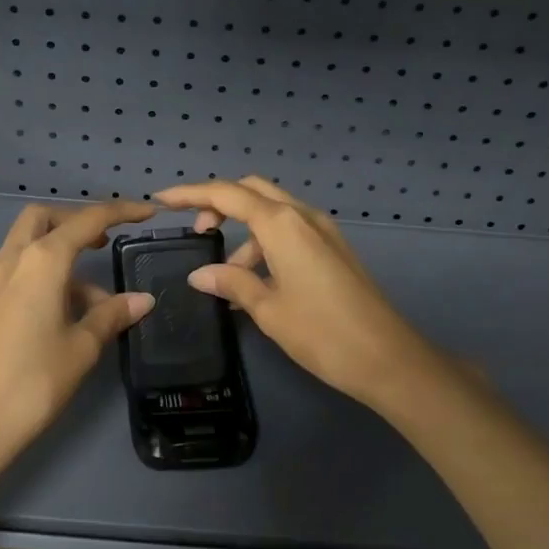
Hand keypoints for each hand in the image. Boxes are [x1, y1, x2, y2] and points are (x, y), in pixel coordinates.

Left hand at [0, 199, 156, 472]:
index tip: (147, 213)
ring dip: (62, 255)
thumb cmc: (35, 380)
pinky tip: (63, 314)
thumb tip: (143, 299)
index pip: (87, 220)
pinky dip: (44, 275)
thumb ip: (112, 315)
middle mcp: (13, 260)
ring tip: (94, 301)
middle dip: (76, 221)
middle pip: (44, 218)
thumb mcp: (83, 347)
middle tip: (104, 243)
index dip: (121, 211)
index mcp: (42, 261)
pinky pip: (18, 271)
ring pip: (28, 244)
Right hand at [152, 177, 447, 412]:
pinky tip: (256, 281)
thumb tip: (200, 274)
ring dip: (245, 233)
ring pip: (272, 213)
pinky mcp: (333, 248)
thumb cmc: (321, 333)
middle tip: (197, 231)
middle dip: (219, 203)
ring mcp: (323, 230)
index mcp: (282, 224)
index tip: (161, 200)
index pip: (227, 194)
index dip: (191, 194)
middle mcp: (303, 216)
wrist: (387, 358)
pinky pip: (290, 231)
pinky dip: (266, 244)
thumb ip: (231, 283)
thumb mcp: (268, 309)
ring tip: (228, 278)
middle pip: (252, 191)